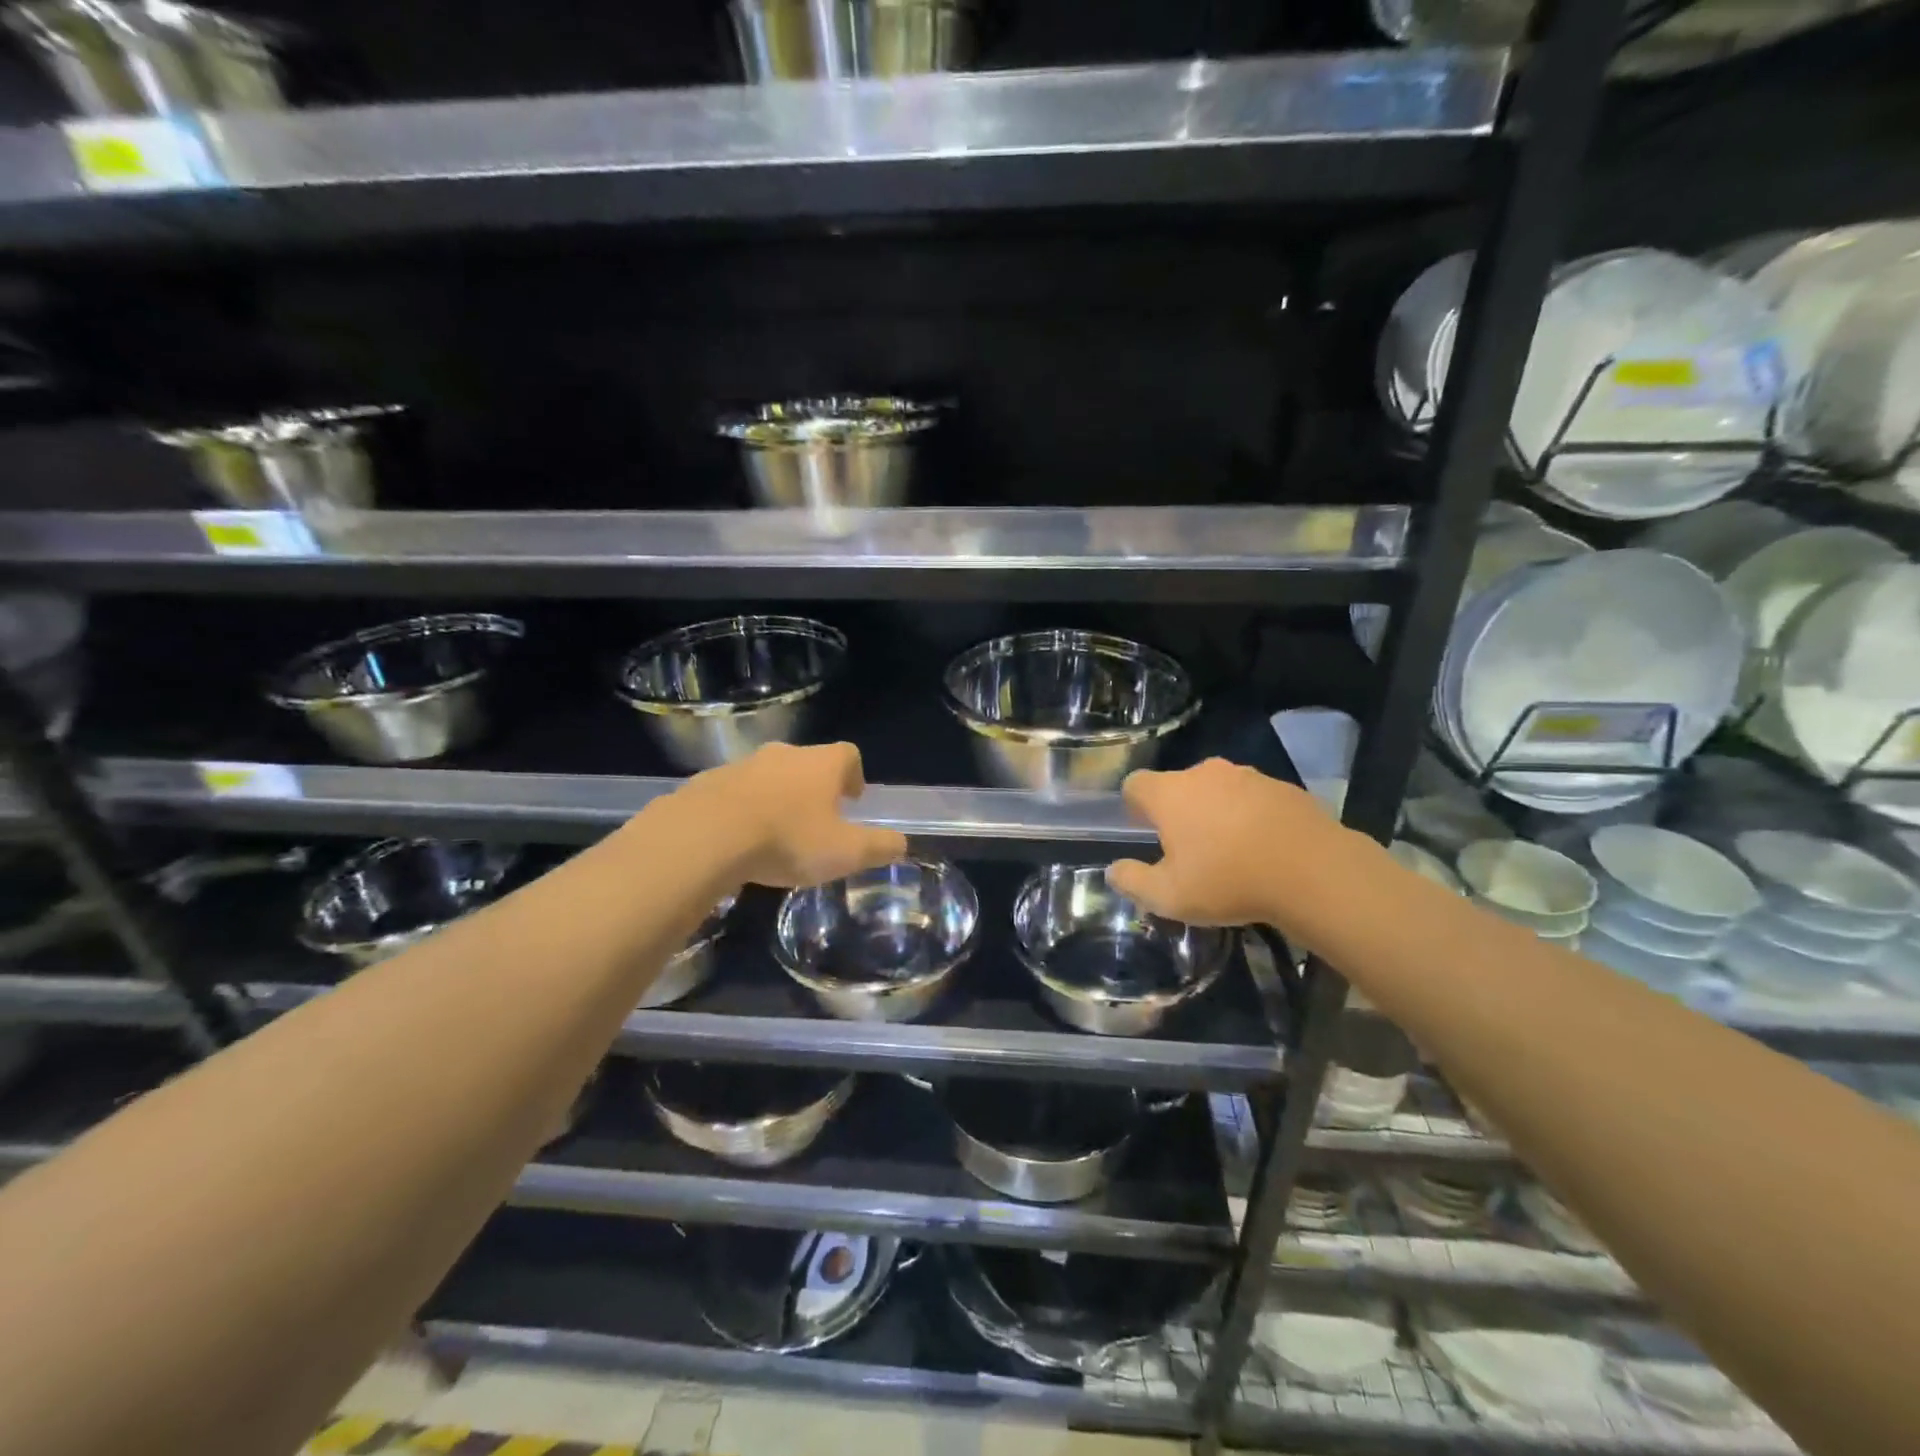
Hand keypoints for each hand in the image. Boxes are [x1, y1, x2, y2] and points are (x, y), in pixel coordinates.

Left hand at [679, 742, 906, 888]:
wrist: (705, 836)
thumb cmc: (787, 839)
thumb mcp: (845, 853)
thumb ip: (878, 847)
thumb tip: (901, 844)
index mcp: (821, 764)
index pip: (848, 754)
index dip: (854, 774)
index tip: (852, 799)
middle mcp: (784, 755)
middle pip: (807, 762)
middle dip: (814, 787)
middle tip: (816, 819)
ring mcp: (742, 765)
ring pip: (769, 776)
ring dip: (777, 797)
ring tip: (776, 833)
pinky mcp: (708, 782)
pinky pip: (734, 792)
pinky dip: (742, 809)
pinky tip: (738, 839)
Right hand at [1106, 758, 1382, 940]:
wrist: (1313, 872)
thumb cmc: (1228, 881)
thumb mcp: (1168, 896)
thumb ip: (1132, 881)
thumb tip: (1113, 870)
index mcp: (1170, 793)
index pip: (1135, 784)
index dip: (1134, 806)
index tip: (1144, 830)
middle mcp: (1205, 773)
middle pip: (1178, 785)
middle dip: (1177, 810)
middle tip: (1188, 848)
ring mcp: (1248, 776)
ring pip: (1218, 789)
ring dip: (1216, 812)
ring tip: (1230, 851)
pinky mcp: (1284, 787)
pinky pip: (1254, 799)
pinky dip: (1251, 816)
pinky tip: (1264, 849)